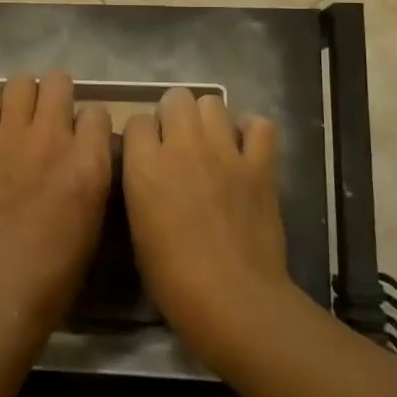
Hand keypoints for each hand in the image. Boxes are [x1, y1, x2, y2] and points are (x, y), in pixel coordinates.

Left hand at [0, 72, 112, 341]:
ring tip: (22, 118)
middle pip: (58, 81)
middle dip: (59, 94)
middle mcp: (52, 139)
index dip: (91, 123)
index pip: (97, 111)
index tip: (84, 137)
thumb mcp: (95, 219)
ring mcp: (10, 140)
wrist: (1, 288)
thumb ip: (93, 174)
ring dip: (24, 97)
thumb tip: (87, 152)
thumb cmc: (58, 269)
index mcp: (89, 162)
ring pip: (19, 83)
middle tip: (52, 117)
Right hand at [122, 88, 295, 367]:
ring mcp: (224, 151)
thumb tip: (146, 170)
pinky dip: (252, 132)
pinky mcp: (259, 164)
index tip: (145, 154)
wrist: (232, 298)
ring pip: (213, 102)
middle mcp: (182, 146)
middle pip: (175, 98)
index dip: (141, 136)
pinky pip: (259, 126)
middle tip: (177, 144)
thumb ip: (140, 187)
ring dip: (208, 119)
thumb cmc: (172, 277)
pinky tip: (246, 150)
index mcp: (144, 165)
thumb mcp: (137, 228)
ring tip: (211, 144)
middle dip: (173, 115)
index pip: (136, 120)